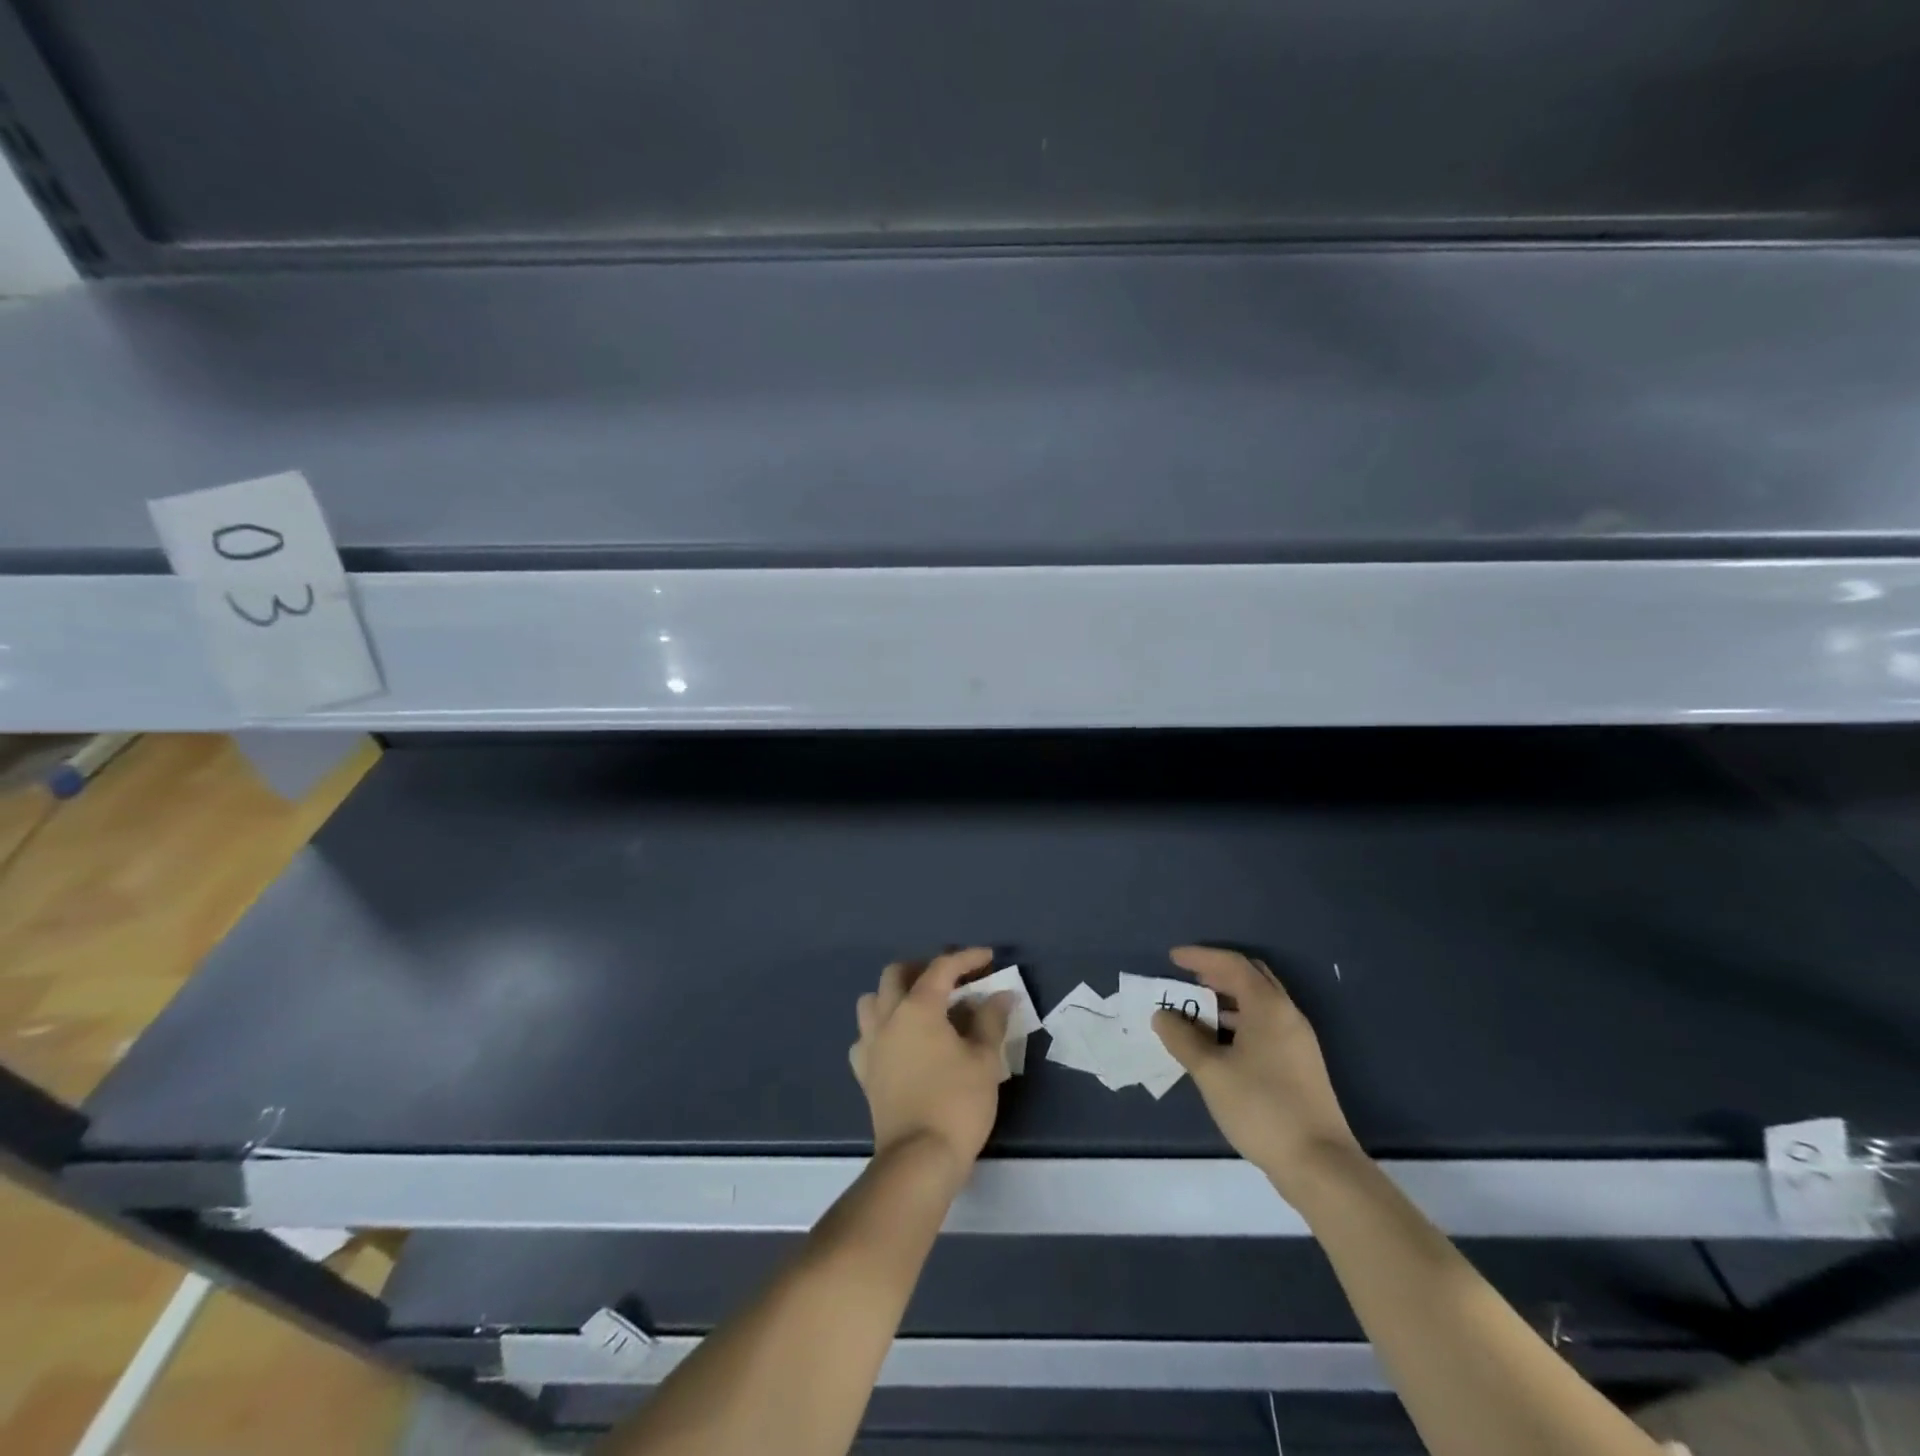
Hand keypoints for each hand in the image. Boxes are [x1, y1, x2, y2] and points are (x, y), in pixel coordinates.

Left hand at [850, 947, 1012, 1176]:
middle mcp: (888, 1017)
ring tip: (921, 1007)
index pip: (941, 968)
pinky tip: (899, 1043)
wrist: (918, 1159)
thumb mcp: (984, 1060)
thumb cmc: (957, 1103)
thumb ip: (991, 1021)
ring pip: (872, 1001)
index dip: (966, 958)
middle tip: (951, 980)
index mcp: (918, 1007)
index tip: (987, 957)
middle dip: (923, 968)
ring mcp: (870, 1045)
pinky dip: (881, 1030)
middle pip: (896, 974)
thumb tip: (1000, 995)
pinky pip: (866, 1037)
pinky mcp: (864, 1072)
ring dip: (894, 995)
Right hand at [1152, 946, 1361, 1192]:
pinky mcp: (1300, 1064)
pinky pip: (1265, 1026)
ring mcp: (1297, 1040)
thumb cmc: (1262, 1107)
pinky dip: (1239, 1022)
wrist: (1320, 1164)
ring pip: (1259, 1004)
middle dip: (1216, 974)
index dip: (1200, 957)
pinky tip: (1219, 1044)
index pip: (1232, 964)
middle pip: (1250, 978)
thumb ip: (1182, 1039)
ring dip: (1227, 1000)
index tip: (1172, 958)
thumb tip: (1163, 1016)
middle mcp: (1287, 1014)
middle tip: (1187, 980)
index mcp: (1268, 1006)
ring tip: (1196, 1012)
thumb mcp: (1211, 1072)